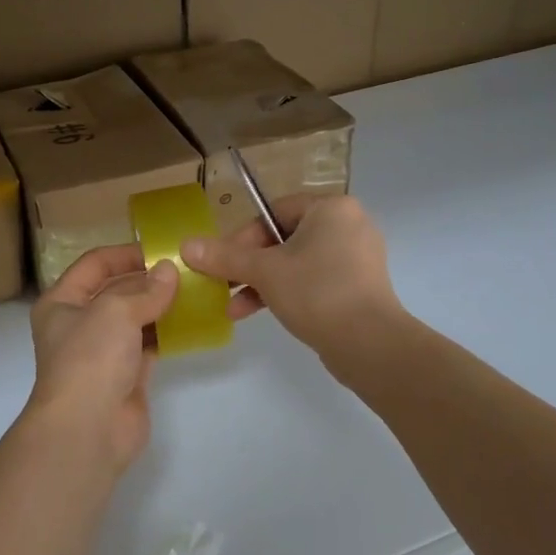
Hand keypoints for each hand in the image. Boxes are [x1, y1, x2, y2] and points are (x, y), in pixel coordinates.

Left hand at [27, 244, 178, 473]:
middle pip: (116, 291)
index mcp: (61, 302)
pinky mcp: (125, 376)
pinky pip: (148, 345)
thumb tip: (169, 271)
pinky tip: (192, 322)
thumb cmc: (90, 358)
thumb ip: (146, 290)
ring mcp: (102, 352)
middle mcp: (79, 324)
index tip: (160, 250)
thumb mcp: (116, 311)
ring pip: (135, 319)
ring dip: (161, 306)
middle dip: (148, 280)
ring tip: (196, 291)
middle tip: (187, 270)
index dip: (125, 254)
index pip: (94, 265)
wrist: (87, 430)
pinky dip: (167, 333)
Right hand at [180, 194, 401, 356]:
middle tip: (223, 285)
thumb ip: (224, 256)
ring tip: (234, 308)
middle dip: (248, 266)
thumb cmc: (317, 292)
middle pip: (283, 238)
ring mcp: (356, 258)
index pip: (274, 212)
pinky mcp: (359, 287)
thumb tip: (185, 245)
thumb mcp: (264, 272)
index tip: (220, 261)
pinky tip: (258, 314)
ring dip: (261, 283)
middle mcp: (348, 225)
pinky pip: (314, 281)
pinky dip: (287, 293)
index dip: (242, 236)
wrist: (371, 345)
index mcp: (331, 209)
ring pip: (296, 263)